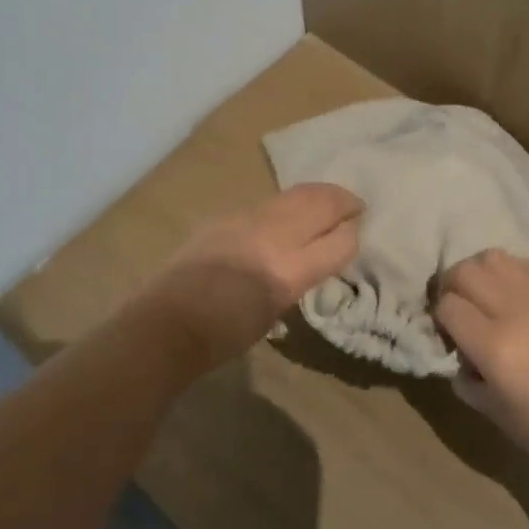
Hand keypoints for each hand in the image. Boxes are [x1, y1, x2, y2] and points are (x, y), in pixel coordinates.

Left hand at [144, 184, 363, 369]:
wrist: (169, 322)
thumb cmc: (225, 335)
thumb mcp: (276, 310)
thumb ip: (301, 276)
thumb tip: (317, 254)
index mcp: (289, 271)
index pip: (340, 241)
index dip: (353, 234)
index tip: (359, 231)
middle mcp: (275, 237)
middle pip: (322, 204)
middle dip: (344, 202)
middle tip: (356, 206)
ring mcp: (250, 219)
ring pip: (297, 194)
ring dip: (320, 194)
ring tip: (330, 200)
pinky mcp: (229, 214)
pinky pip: (270, 202)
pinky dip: (289, 204)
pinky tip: (288, 212)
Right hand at [434, 250, 528, 488]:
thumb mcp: (499, 416)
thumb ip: (468, 380)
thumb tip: (457, 354)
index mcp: (496, 347)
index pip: (447, 306)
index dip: (440, 318)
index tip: (448, 333)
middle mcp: (517, 309)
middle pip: (465, 271)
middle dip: (452, 286)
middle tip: (459, 307)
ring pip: (493, 257)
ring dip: (480, 272)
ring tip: (486, 294)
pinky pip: (527, 264)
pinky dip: (512, 273)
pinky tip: (518, 295)